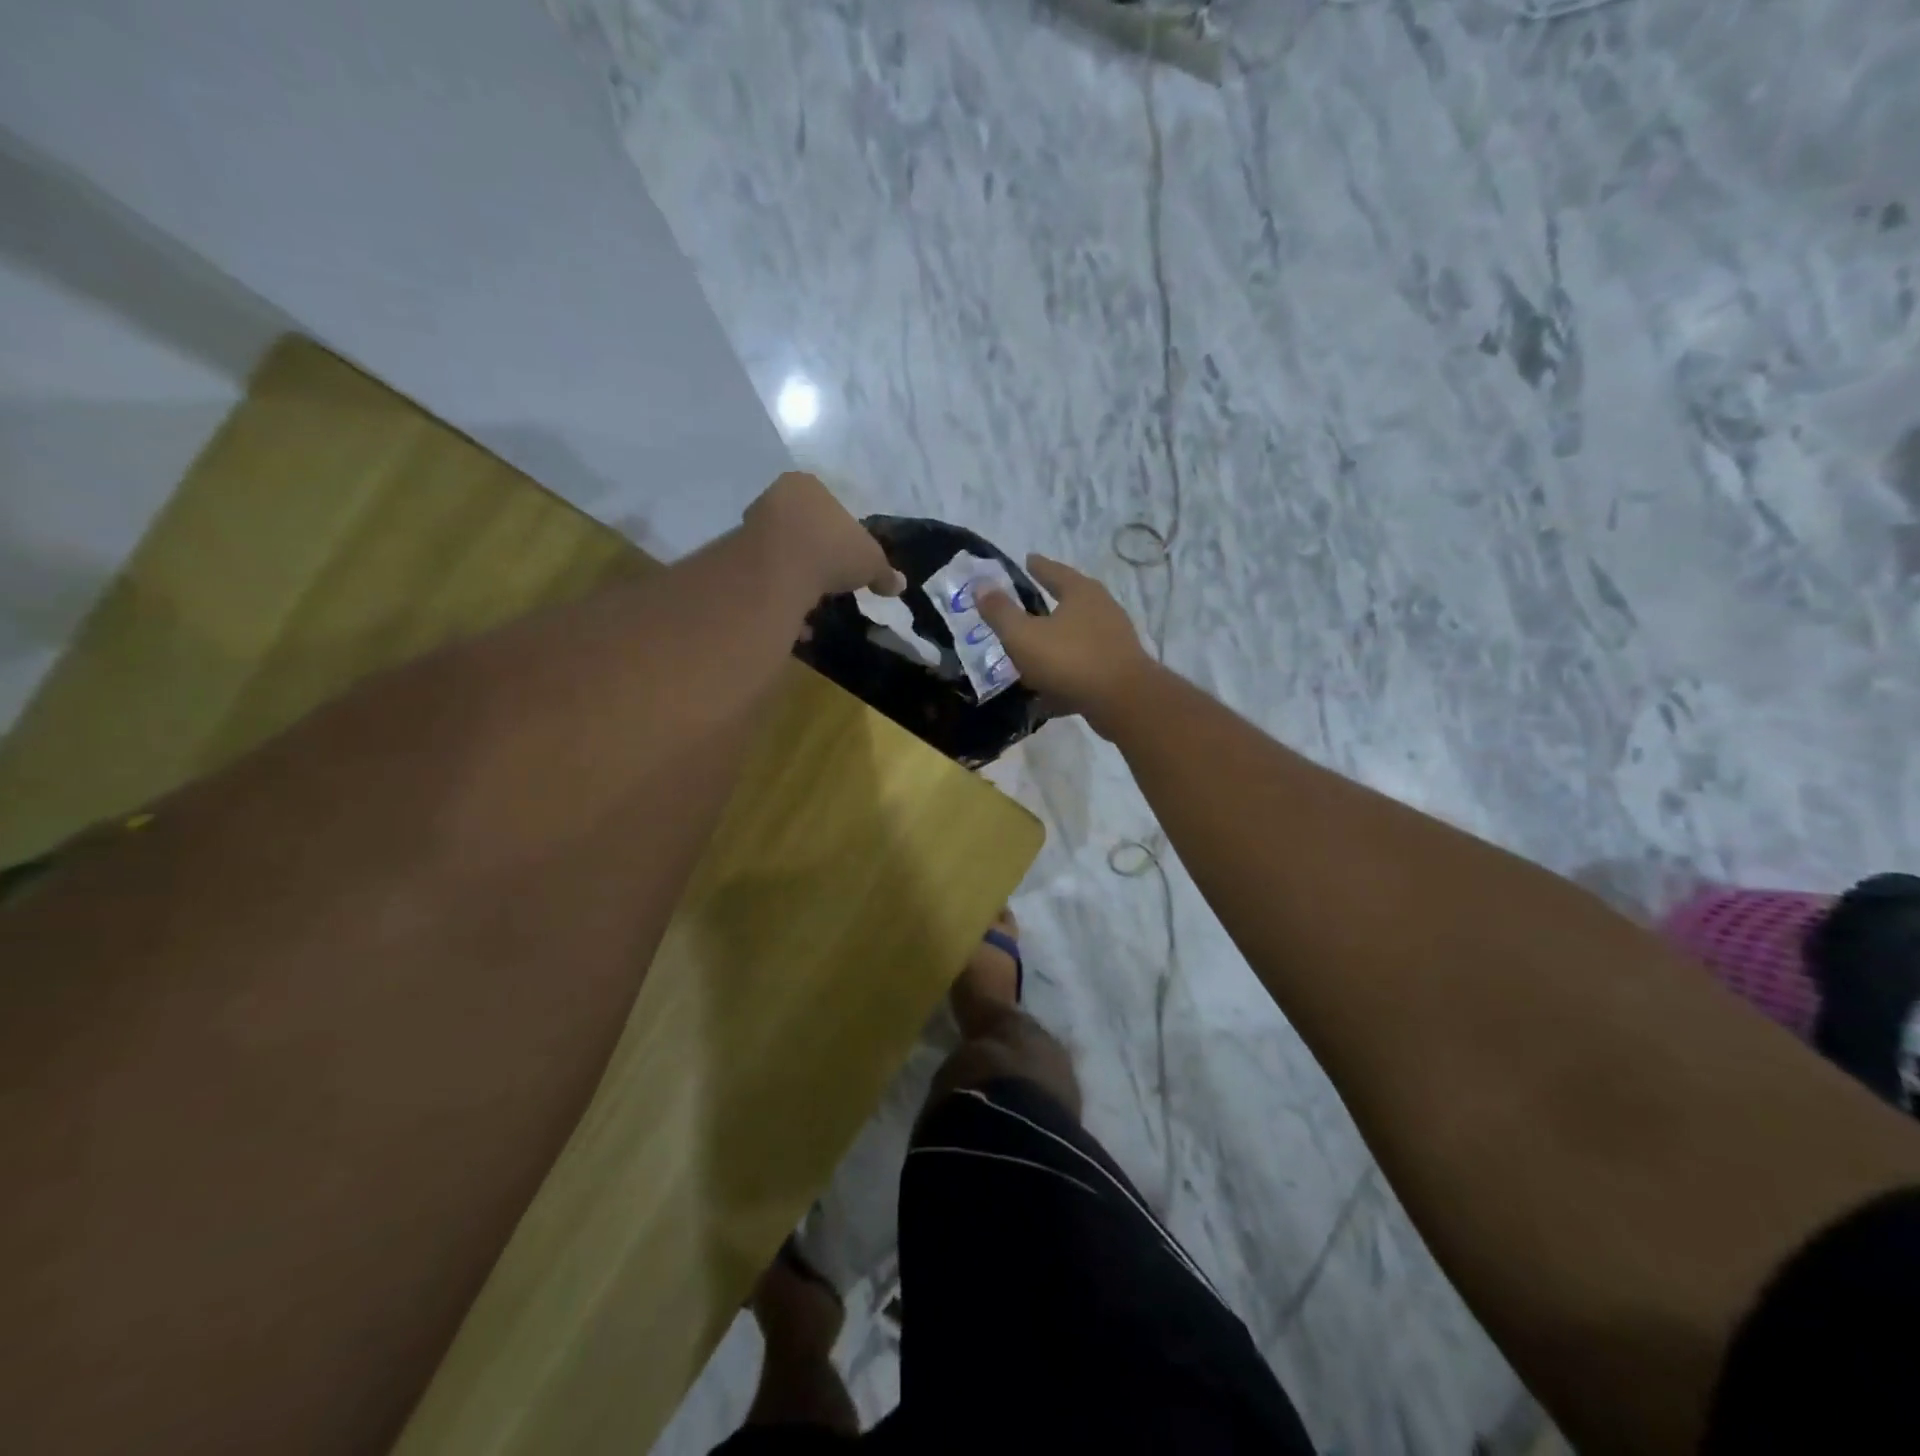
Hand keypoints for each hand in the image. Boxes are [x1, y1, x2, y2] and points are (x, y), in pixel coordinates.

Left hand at [743, 473, 904, 598]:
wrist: (777, 568)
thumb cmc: (831, 549)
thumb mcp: (871, 561)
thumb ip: (884, 572)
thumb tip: (899, 584)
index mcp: (806, 487)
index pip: (827, 504)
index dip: (841, 532)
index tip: (848, 558)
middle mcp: (773, 499)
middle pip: (800, 529)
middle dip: (815, 556)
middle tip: (830, 580)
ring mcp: (749, 527)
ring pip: (779, 555)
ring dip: (796, 579)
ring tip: (813, 604)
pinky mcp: (734, 557)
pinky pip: (764, 580)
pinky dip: (779, 598)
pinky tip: (793, 618)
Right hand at [976, 554, 1158, 731]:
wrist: (1123, 701)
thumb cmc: (1070, 660)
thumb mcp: (1023, 636)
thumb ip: (1000, 612)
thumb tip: (981, 585)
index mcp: (1081, 592)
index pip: (1054, 571)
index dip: (1038, 566)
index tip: (1028, 560)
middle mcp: (1102, 608)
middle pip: (1071, 601)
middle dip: (1050, 603)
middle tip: (1028, 604)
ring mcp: (1114, 639)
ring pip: (1077, 636)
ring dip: (1057, 642)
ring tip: (1034, 651)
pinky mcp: (1118, 669)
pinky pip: (1083, 666)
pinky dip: (1065, 673)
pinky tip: (1048, 692)